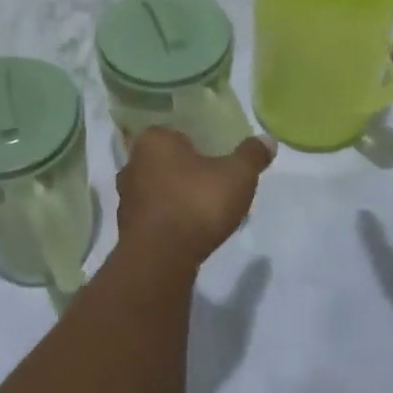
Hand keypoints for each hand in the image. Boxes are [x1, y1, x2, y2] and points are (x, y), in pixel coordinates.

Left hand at [116, 127, 274, 276]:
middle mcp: (132, 164)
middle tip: (212, 185)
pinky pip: (153, 216)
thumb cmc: (196, 203)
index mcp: (153, 140)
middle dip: (186, 171)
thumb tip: (267, 140)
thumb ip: (251, 155)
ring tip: (204, 211)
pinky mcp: (127, 228)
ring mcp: (125, 197)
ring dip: (176, 197)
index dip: (198, 145)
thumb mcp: (237, 175)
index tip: (216, 160)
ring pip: (157, 189)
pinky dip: (168, 220)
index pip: (175, 133)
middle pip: (165, 162)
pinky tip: (188, 232)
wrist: (160, 258)